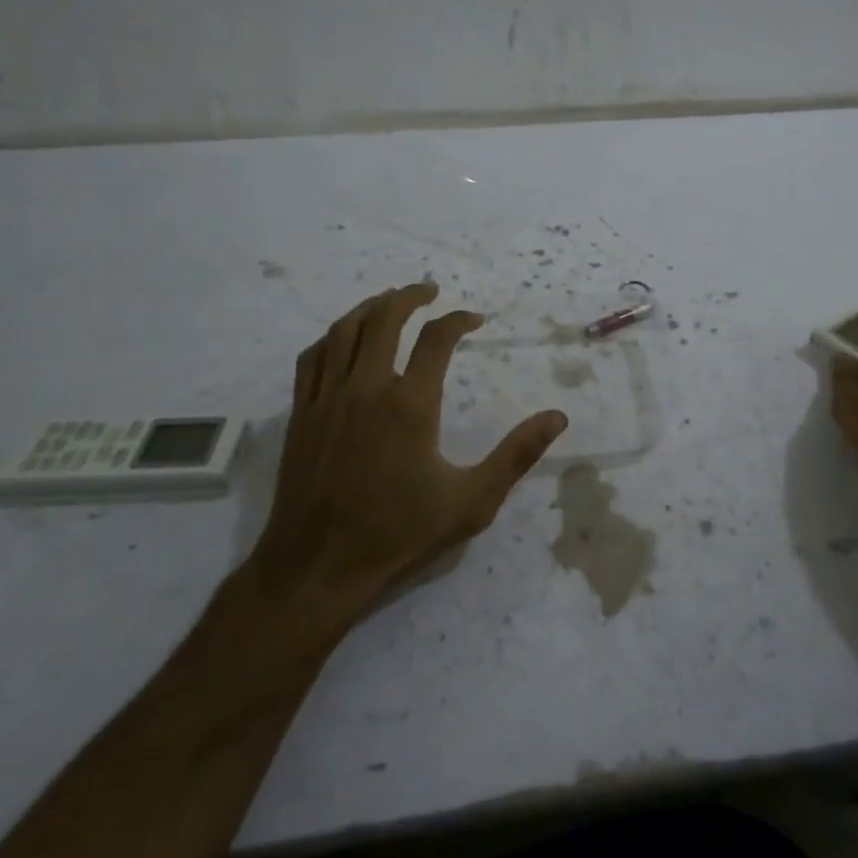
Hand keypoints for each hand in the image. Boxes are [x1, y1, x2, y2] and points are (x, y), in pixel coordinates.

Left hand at [246, 283, 567, 637]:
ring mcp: (326, 399)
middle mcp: (366, 389)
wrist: (317, 568)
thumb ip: (516, 455)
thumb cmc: (399, 535)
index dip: (459, 320)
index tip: (475, 319)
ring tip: (390, 301)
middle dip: (410, 296)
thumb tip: (557, 417)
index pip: (437, 339)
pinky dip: (332, 336)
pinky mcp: (300, 415)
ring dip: (370, 307)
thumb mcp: (472, 501)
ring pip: (344, 330)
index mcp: (410, 405)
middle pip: (384, 319)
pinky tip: (343, 339)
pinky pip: (312, 358)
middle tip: (430, 290)